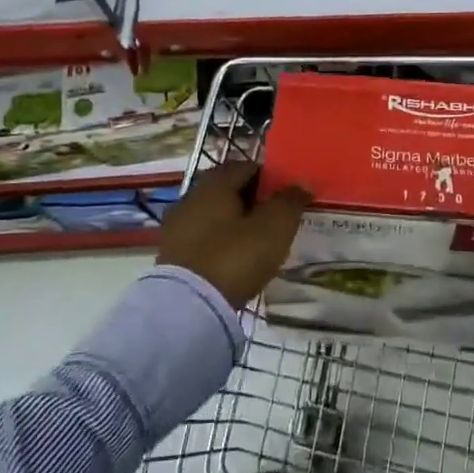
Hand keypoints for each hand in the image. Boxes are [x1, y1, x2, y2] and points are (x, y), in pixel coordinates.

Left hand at [158, 161, 312, 310]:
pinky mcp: (170, 254)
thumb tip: (302, 184)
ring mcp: (176, 227)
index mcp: (214, 184)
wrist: (190, 305)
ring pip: (212, 215)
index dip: (268, 176)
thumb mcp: (274, 226)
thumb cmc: (236, 255)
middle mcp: (190, 197)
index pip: (245, 167)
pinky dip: (218, 242)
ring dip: (232, 222)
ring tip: (254, 241)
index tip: (284, 194)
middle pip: (225, 190)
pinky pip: (201, 238)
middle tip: (272, 217)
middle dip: (249, 199)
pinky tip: (232, 258)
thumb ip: (290, 201)